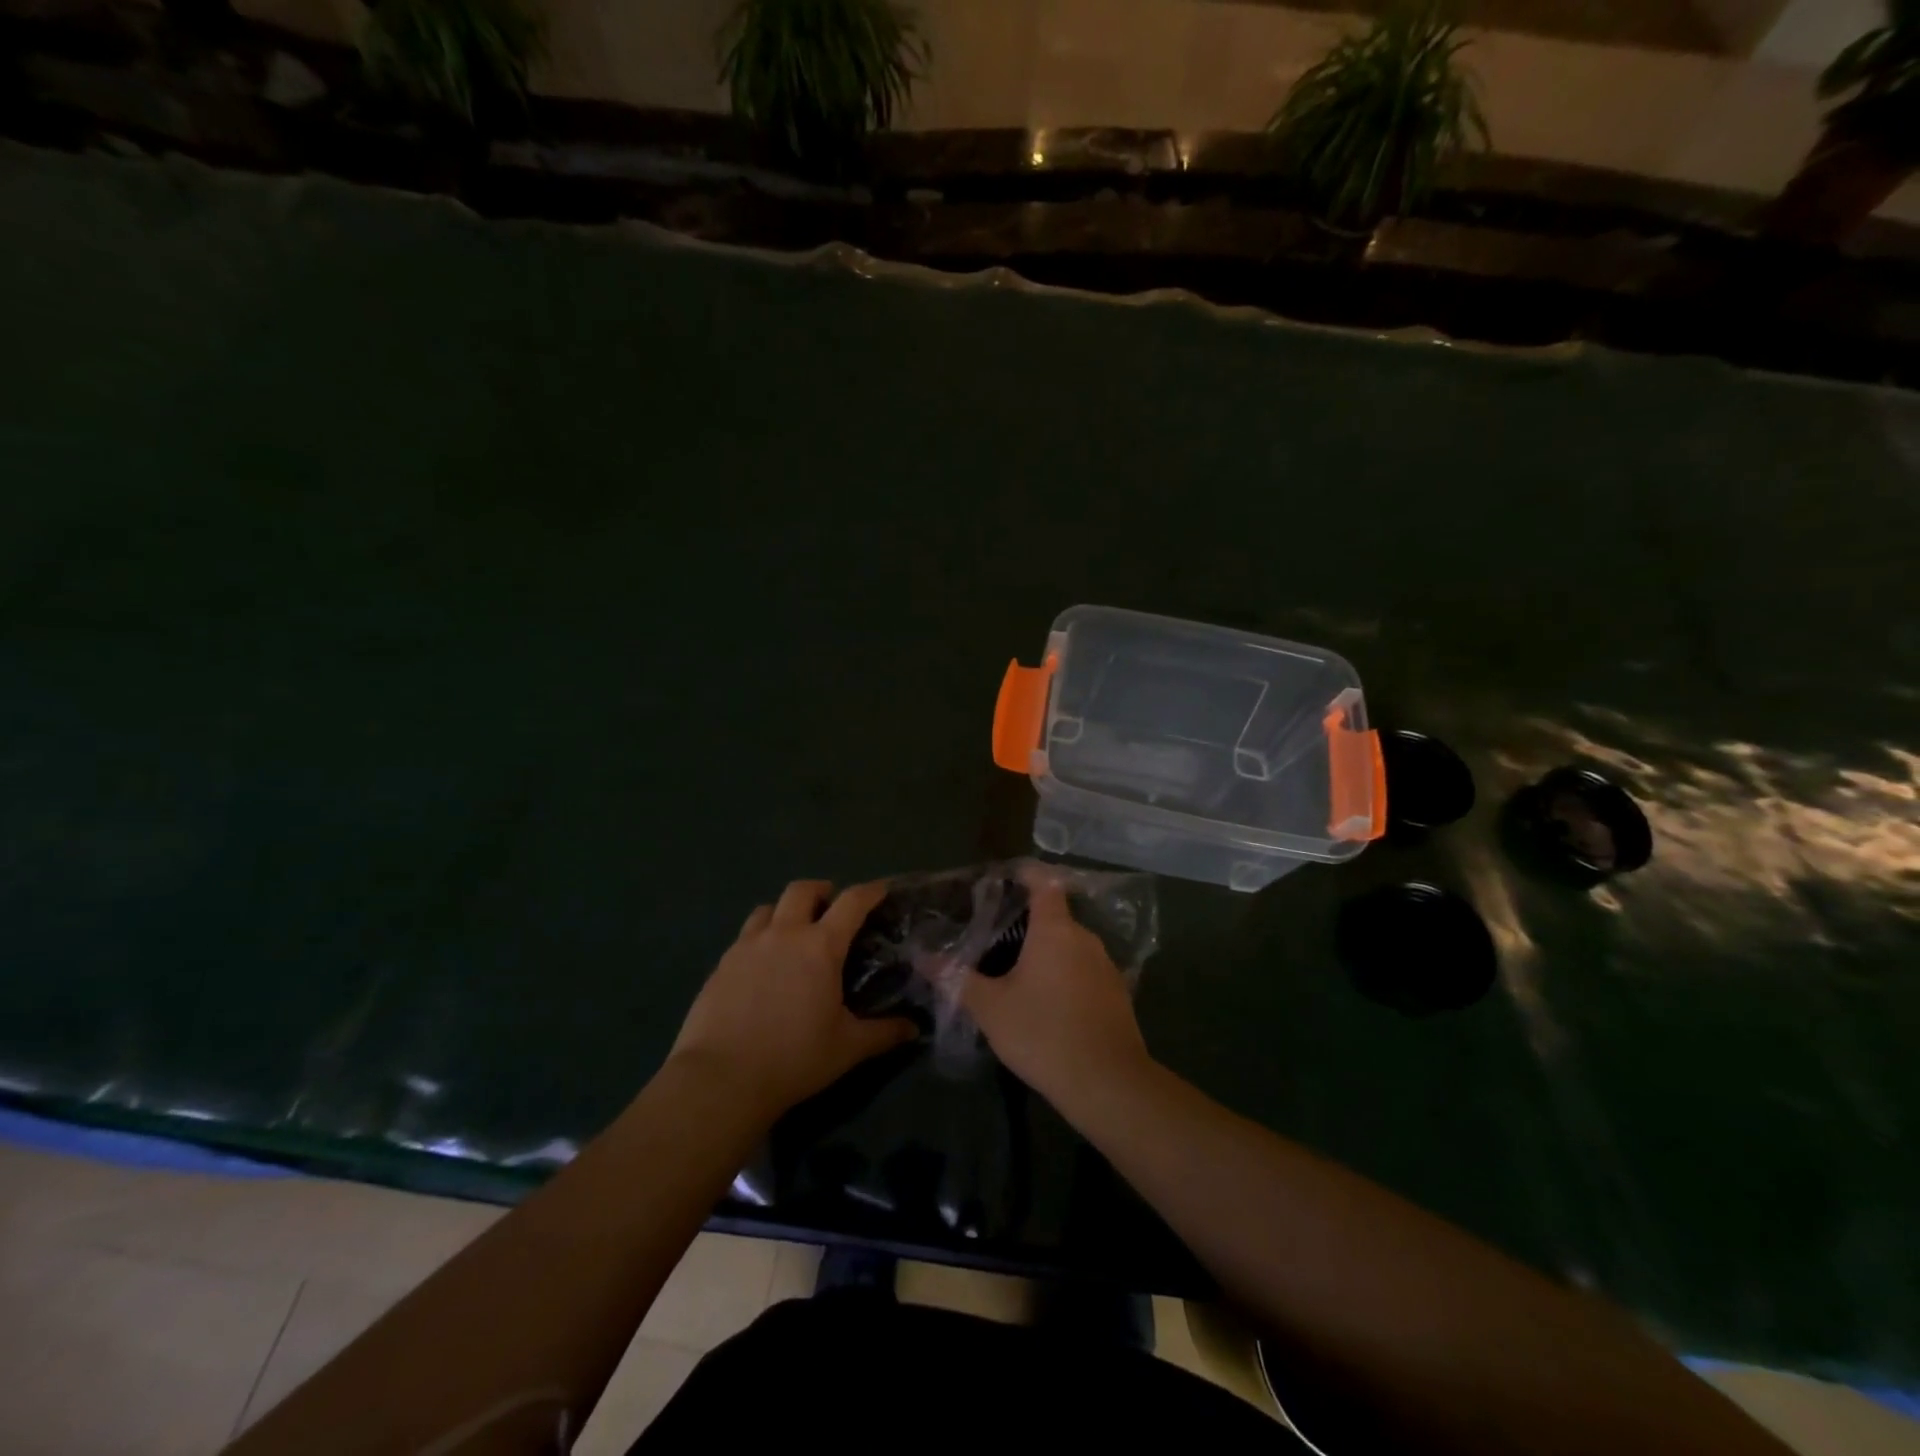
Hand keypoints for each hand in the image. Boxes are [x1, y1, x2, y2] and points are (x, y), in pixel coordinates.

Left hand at [669, 880, 916, 1120]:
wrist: (721, 1079)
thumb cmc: (794, 1059)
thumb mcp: (847, 1048)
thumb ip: (883, 1033)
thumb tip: (913, 1029)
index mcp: (820, 946)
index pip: (852, 902)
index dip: (870, 891)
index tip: (881, 889)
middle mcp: (784, 934)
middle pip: (802, 890)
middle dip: (821, 890)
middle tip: (830, 907)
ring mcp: (747, 946)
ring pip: (768, 908)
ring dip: (785, 911)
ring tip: (792, 932)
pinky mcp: (721, 964)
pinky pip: (744, 936)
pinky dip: (760, 938)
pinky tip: (762, 966)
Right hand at [963, 872, 1151, 1109]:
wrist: (1108, 1083)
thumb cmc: (1043, 1033)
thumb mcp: (990, 1008)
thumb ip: (956, 979)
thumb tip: (922, 957)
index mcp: (1055, 929)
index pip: (1043, 882)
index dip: (1025, 874)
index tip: (1002, 880)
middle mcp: (1085, 938)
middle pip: (1055, 916)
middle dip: (1027, 923)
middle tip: (995, 938)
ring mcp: (1106, 966)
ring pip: (1070, 946)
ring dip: (1047, 953)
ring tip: (1017, 972)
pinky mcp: (1117, 994)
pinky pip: (1084, 971)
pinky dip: (1065, 976)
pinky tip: (1047, 1002)